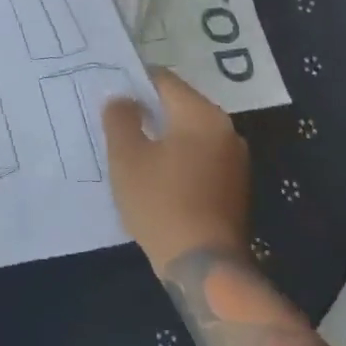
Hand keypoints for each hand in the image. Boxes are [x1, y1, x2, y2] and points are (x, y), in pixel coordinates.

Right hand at [103, 70, 253, 271]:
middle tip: (116, 121)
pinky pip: (200, 156)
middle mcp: (225, 129)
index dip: (134, 82)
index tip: (110, 93)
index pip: (164, 80)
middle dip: (148, 110)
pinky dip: (178, 157)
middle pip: (179, 104)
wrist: (204, 266)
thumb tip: (123, 100)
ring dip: (163, 136)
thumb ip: (120, 118)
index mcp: (201, 114)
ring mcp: (235, 158)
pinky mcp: (235, 185)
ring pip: (190, 132)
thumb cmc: (160, 202)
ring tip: (132, 149)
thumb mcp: (126, 157)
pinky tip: (156, 174)